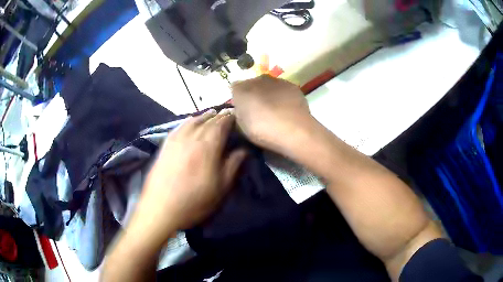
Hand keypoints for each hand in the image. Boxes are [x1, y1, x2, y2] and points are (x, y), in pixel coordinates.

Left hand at [129, 109, 246, 244]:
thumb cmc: (194, 202)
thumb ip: (233, 166)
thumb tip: (243, 150)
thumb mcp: (220, 188)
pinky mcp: (165, 145)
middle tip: (227, 113)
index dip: (230, 118)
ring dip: (204, 116)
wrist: (161, 209)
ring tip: (211, 113)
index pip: (221, 125)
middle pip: (207, 121)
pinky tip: (190, 121)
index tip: (237, 116)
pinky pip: (178, 127)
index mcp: (207, 148)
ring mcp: (176, 140)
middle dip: (218, 115)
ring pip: (192, 121)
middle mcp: (191, 138)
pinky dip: (188, 121)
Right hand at [231, 75, 313, 153]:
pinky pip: (284, 91)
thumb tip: (241, 111)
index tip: (243, 113)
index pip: (235, 89)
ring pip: (270, 87)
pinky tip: (287, 111)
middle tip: (259, 112)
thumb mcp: (241, 128)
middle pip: (253, 85)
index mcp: (240, 88)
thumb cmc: (261, 129)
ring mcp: (277, 81)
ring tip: (275, 113)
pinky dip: (284, 98)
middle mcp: (257, 79)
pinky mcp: (293, 86)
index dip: (239, 101)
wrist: (293, 130)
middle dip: (255, 95)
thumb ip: (239, 115)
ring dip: (270, 95)